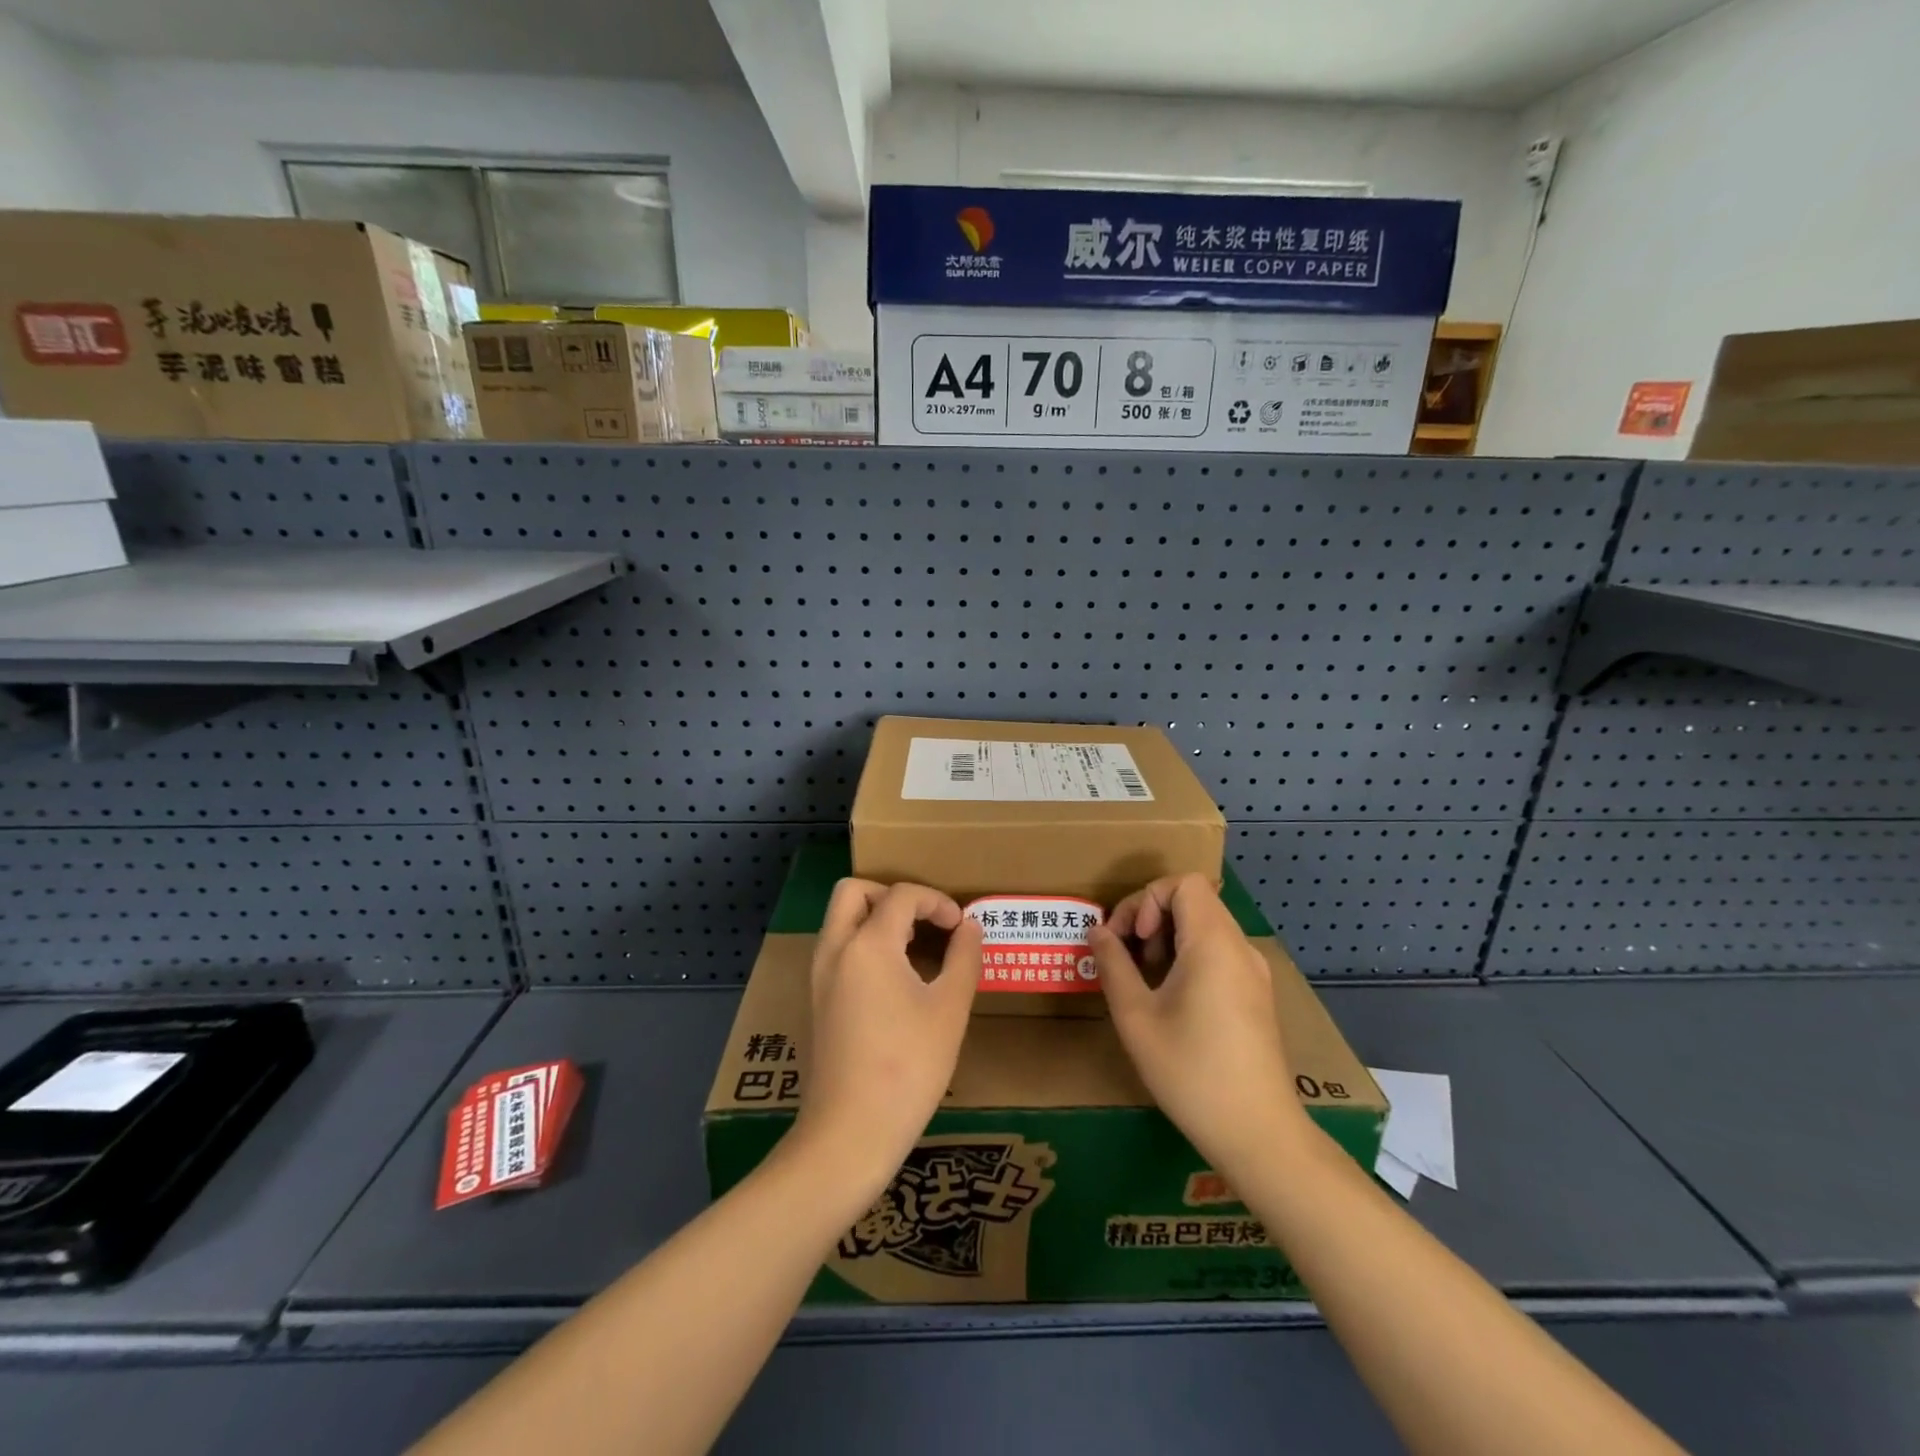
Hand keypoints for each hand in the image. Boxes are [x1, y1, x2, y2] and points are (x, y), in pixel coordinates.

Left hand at [792, 879, 981, 1199]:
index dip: (936, 901)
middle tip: (925, 922)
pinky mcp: (817, 1001)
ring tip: (917, 949)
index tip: (960, 927)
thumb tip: (970, 926)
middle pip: (854, 892)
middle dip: (892, 895)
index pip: (902, 895)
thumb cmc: (908, 1067)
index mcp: (867, 944)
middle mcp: (835, 950)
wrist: (849, 1134)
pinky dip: (865, 944)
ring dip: (877, 918)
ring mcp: (820, 976)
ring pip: (841, 920)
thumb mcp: (949, 1010)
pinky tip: (897, 980)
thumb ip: (964, 958)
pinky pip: (839, 949)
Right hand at [1090, 874, 1309, 1178]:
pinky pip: (1220, 951)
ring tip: (1146, 979)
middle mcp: (1240, 947)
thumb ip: (1113, 965)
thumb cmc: (1191, 1071)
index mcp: (1214, 943)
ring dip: (1169, 937)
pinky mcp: (1258, 995)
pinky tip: (1173, 998)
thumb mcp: (1136, 1017)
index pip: (1183, 883)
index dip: (1147, 898)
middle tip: (1129, 957)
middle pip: (1194, 900)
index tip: (1132, 939)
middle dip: (1152, 917)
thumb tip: (1097, 931)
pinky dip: (1190, 956)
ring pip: (1206, 925)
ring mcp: (1254, 972)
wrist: (1259, 1134)